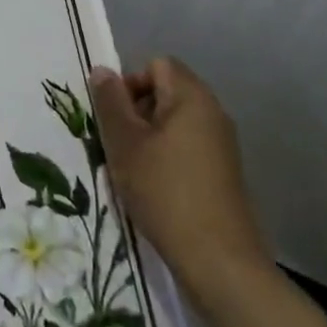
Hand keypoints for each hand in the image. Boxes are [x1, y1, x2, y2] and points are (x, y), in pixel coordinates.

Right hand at [90, 57, 270, 305]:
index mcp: (193, 97)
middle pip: (166, 92)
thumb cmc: (166, 192)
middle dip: (136, 111)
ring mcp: (222, 144)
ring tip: (131, 170)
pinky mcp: (224, 173)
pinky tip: (153, 189)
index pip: (157, 65)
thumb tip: (102, 70)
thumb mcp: (126, 144)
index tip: (114, 117)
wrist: (220, 262)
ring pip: (174, 123)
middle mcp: (213, 113)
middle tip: (117, 144)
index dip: (130, 83)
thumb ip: (110, 103)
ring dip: (148, 138)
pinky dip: (167, 158)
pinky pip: (188, 148)